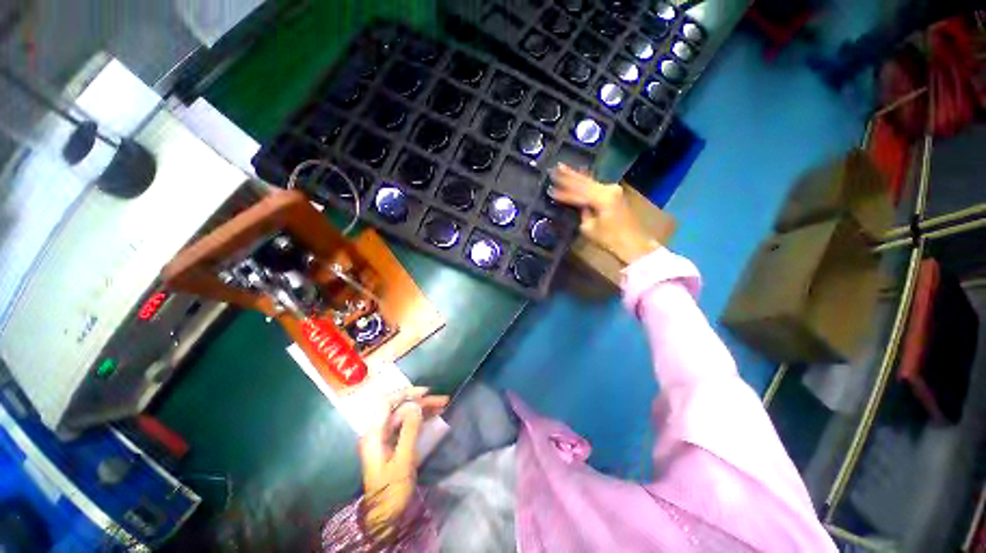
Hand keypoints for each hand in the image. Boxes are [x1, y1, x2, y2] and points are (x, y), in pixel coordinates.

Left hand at [359, 387, 447, 538]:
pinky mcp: (393, 445)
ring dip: (423, 409)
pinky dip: (421, 419)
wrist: (386, 516)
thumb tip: (416, 406)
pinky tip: (435, 417)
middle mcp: (378, 432)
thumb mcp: (403, 460)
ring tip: (443, 405)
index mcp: (374, 434)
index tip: (426, 393)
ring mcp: (386, 438)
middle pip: (399, 408)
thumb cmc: (392, 489)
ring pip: (405, 415)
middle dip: (421, 402)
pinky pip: (407, 425)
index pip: (386, 403)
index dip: (406, 393)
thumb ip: (408, 431)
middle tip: (442, 400)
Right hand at [549, 164, 659, 264]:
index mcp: (602, 198)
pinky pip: (595, 184)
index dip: (563, 193)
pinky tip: (578, 172)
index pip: (577, 193)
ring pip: (589, 181)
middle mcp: (608, 189)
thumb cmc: (609, 239)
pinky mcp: (614, 192)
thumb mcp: (589, 228)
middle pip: (583, 182)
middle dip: (568, 176)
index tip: (549, 190)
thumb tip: (578, 204)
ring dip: (575, 175)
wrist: (632, 242)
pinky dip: (585, 180)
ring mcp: (613, 189)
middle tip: (554, 168)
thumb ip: (582, 212)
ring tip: (562, 167)